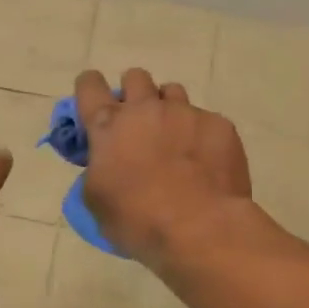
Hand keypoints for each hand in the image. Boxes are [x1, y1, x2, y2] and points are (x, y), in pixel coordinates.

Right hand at [74, 67, 253, 266]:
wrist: (201, 229)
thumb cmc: (138, 220)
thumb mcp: (96, 201)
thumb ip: (96, 170)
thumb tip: (105, 164)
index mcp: (108, 126)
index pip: (89, 85)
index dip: (89, 88)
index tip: (93, 104)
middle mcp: (146, 109)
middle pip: (135, 77)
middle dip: (133, 94)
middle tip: (137, 124)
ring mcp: (186, 113)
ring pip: (172, 92)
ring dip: (167, 109)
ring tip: (173, 139)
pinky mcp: (219, 125)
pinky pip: (205, 119)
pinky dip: (200, 135)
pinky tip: (205, 162)